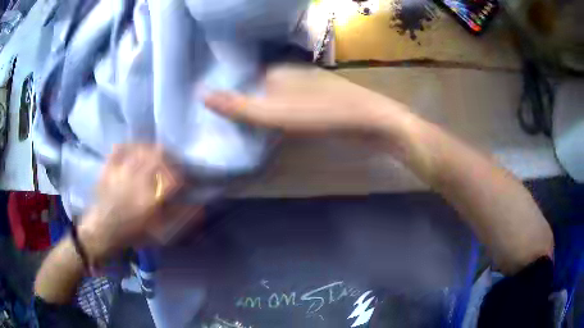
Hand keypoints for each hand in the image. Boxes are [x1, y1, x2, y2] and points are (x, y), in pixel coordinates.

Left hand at [78, 145, 180, 263]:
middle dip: (171, 158)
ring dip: (154, 150)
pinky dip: (132, 145)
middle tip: (173, 165)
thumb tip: (200, 206)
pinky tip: (136, 149)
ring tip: (157, 156)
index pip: (174, 178)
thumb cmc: (132, 234)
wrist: (102, 231)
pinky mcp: (110, 166)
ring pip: (143, 148)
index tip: (186, 182)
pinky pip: (122, 147)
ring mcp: (121, 169)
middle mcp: (137, 179)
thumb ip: (180, 218)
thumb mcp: (159, 234)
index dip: (184, 178)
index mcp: (150, 198)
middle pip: (159, 156)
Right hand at [204, 65, 408, 133]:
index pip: (247, 81)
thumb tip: (200, 94)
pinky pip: (298, 107)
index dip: (235, 97)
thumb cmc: (322, 115)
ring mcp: (313, 87)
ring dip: (269, 112)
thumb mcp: (274, 113)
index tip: (224, 117)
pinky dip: (288, 117)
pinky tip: (287, 131)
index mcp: (281, 72)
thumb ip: (238, 106)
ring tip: (257, 132)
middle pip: (264, 89)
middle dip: (251, 105)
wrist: (372, 122)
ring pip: (282, 98)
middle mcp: (296, 75)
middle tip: (238, 129)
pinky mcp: (327, 101)